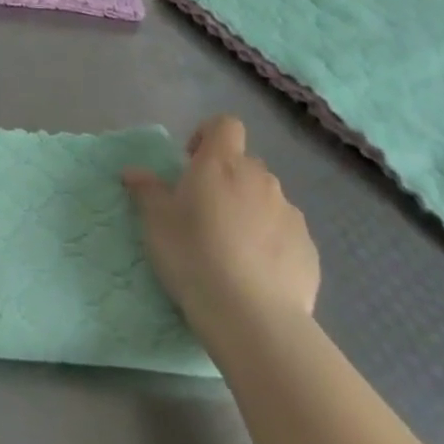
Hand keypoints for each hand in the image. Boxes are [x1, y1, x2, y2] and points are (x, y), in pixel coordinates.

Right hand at [123, 115, 318, 352]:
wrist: (253, 319)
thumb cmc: (194, 255)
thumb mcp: (156, 221)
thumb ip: (146, 190)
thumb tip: (133, 172)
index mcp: (222, 163)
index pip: (225, 125)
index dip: (208, 136)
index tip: (192, 163)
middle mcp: (260, 179)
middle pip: (245, 165)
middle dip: (227, 181)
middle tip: (206, 214)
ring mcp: (290, 215)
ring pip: (267, 200)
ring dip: (251, 212)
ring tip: (233, 250)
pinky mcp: (310, 251)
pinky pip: (287, 235)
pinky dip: (273, 245)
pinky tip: (258, 275)